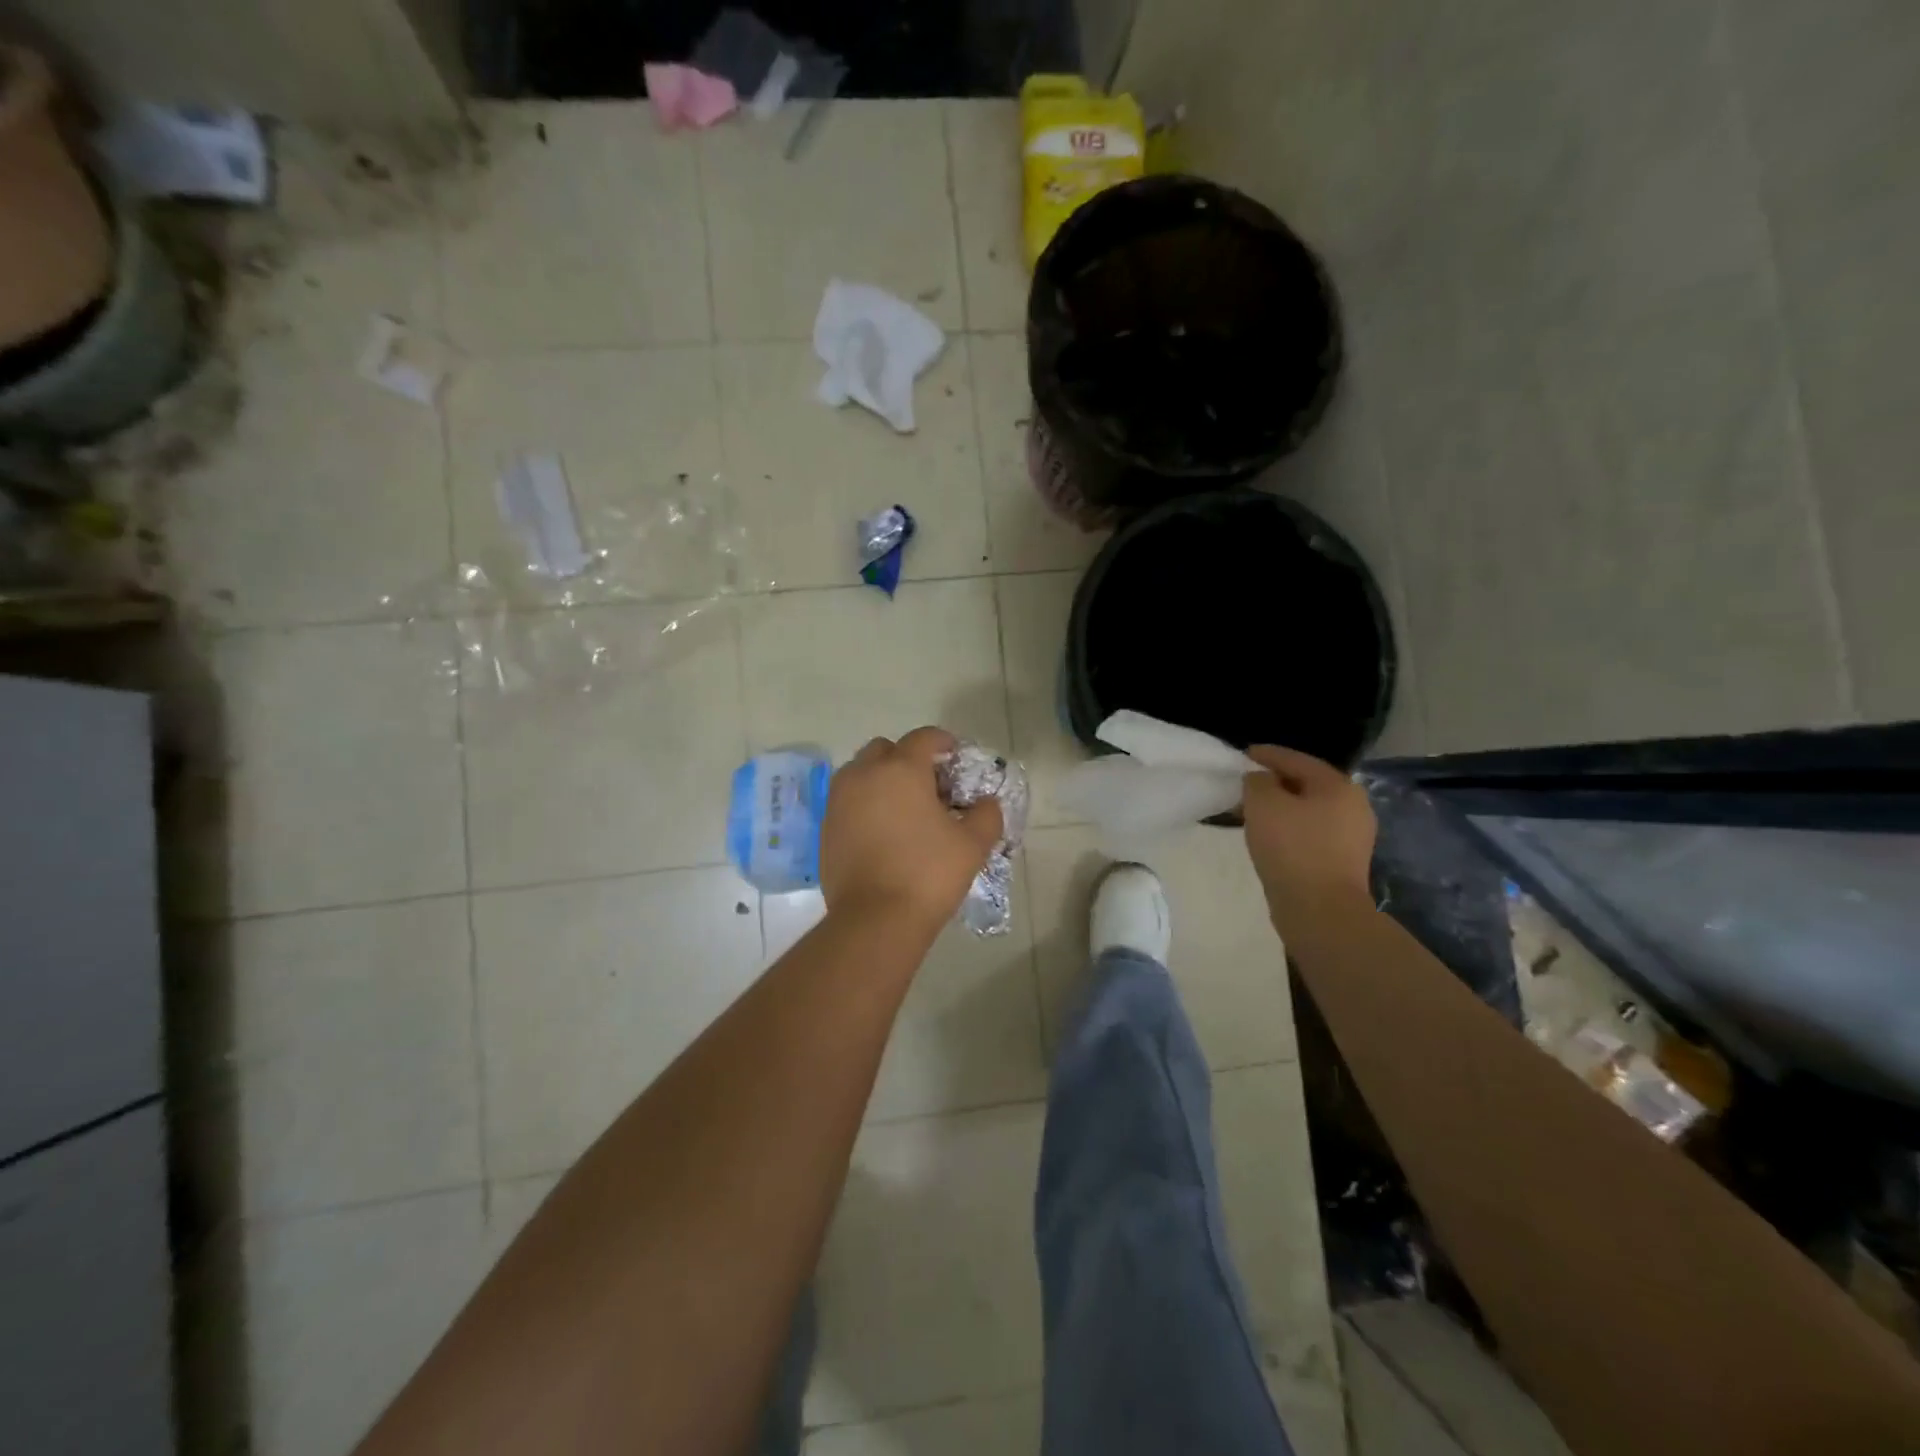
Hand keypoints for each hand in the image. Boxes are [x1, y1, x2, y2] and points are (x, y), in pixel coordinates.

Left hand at [820, 727, 1002, 932]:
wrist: (875, 919)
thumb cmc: (928, 873)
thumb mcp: (973, 844)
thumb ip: (986, 815)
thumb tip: (986, 803)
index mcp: (901, 769)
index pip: (923, 738)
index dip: (942, 742)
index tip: (955, 757)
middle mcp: (864, 774)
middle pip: (885, 749)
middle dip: (906, 758)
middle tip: (928, 785)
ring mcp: (839, 801)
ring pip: (860, 773)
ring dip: (881, 780)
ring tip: (903, 809)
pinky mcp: (825, 828)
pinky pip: (847, 802)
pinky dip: (864, 805)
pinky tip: (883, 832)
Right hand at [1241, 744, 1376, 932]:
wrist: (1320, 909)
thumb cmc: (1292, 848)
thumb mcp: (1263, 804)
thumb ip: (1257, 782)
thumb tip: (1261, 781)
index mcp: (1338, 786)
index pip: (1296, 759)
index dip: (1267, 754)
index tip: (1243, 753)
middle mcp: (1353, 805)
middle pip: (1307, 784)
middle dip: (1275, 782)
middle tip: (1246, 783)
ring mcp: (1353, 836)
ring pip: (1309, 809)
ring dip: (1282, 807)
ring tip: (1253, 811)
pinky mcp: (1343, 860)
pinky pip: (1311, 832)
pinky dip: (1290, 827)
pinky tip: (1270, 835)